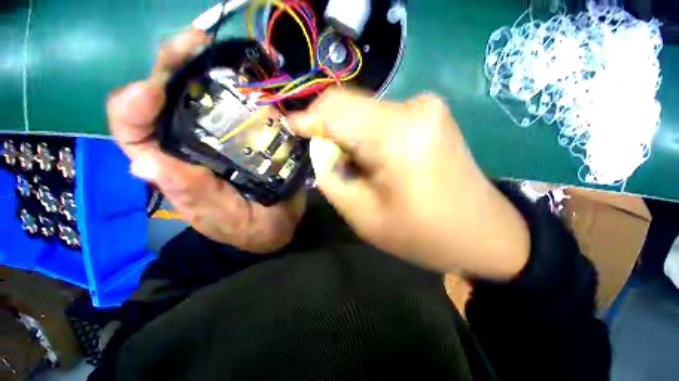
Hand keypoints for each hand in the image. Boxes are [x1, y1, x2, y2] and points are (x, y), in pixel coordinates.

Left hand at [107, 30, 305, 253]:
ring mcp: (223, 136)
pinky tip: (261, 78)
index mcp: (174, 167)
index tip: (152, 88)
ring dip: (211, 68)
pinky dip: (248, 88)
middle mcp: (191, 144)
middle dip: (175, 65)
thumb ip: (192, 194)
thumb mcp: (222, 217)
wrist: (279, 223)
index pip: (134, 132)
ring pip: (204, 93)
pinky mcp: (249, 134)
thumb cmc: (250, 227)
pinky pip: (243, 106)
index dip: (134, 106)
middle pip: (168, 97)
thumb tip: (143, 165)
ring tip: (231, 52)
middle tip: (197, 43)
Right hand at [290, 89, 529, 279]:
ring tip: (358, 172)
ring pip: (364, 115)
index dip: (308, 118)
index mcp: (398, 133)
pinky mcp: (429, 115)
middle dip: (331, 135)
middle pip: (349, 108)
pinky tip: (376, 164)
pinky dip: (367, 140)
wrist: (482, 233)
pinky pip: (381, 120)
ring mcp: (426, 107)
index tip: (291, 131)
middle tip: (331, 167)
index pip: (335, 107)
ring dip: (350, 141)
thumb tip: (318, 145)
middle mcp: (414, 107)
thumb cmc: (423, 234)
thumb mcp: (364, 215)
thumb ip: (331, 175)